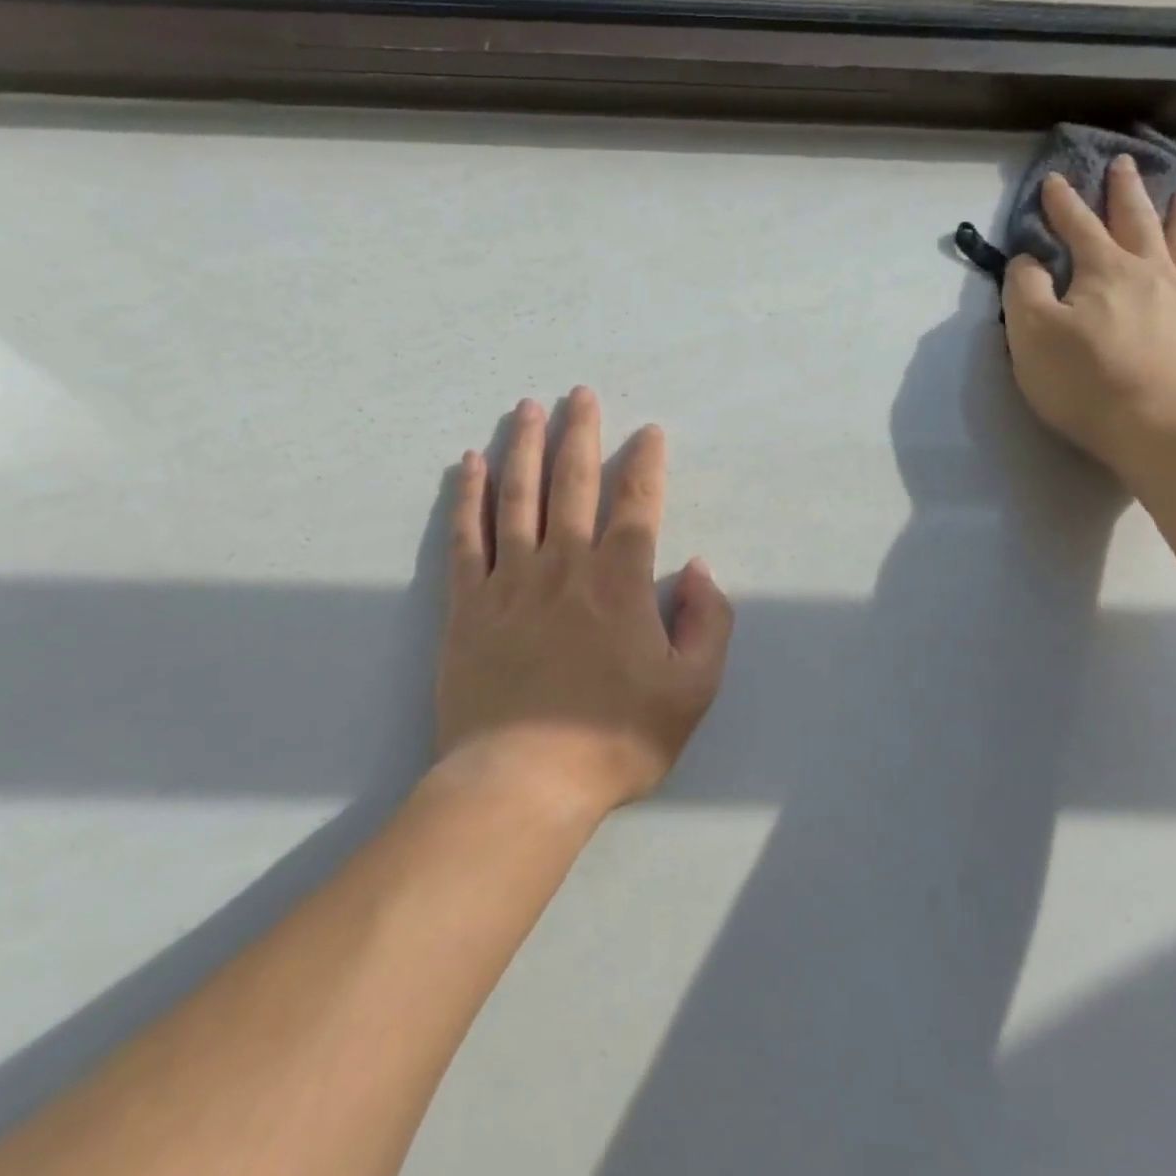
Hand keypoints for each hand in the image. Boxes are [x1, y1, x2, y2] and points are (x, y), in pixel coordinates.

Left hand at [434, 388, 734, 817]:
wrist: (523, 780)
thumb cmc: (614, 738)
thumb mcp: (692, 691)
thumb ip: (708, 624)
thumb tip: (700, 570)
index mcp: (620, 582)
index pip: (637, 503)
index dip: (645, 462)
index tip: (648, 432)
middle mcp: (565, 565)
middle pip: (573, 483)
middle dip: (581, 433)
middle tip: (581, 394)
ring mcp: (511, 580)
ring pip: (518, 496)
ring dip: (525, 447)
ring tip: (528, 408)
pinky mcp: (468, 604)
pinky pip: (467, 536)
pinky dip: (469, 496)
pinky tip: (470, 464)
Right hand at [1003, 156, 1175, 480]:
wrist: (1164, 425)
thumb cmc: (1086, 381)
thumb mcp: (1031, 336)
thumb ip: (1024, 291)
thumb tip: (1029, 259)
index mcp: (1104, 271)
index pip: (1078, 226)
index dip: (1063, 203)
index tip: (1055, 178)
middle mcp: (1152, 271)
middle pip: (1138, 221)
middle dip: (1126, 192)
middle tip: (1124, 163)